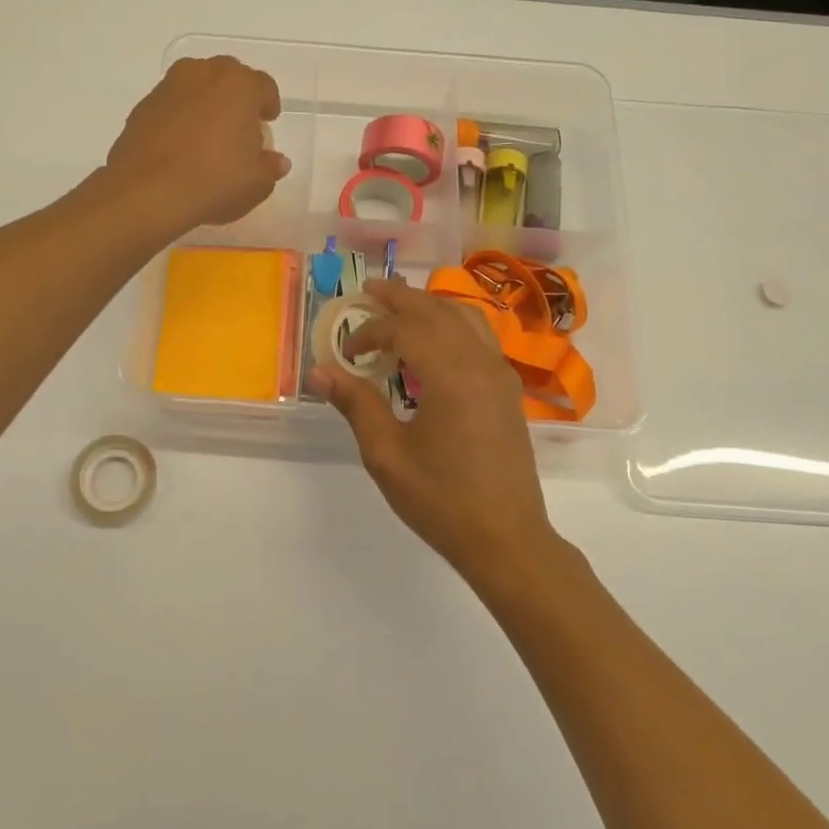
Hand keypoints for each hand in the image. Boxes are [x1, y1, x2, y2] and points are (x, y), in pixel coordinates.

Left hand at [105, 57, 289, 233]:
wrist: (147, 192)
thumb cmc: (214, 182)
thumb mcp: (256, 184)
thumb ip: (270, 167)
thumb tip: (276, 161)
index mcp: (239, 85)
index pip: (264, 86)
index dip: (269, 104)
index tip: (267, 121)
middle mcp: (203, 74)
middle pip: (228, 77)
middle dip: (237, 97)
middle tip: (239, 126)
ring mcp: (169, 87)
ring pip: (196, 86)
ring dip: (206, 102)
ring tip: (208, 135)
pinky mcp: (143, 106)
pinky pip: (171, 105)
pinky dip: (179, 117)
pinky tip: (180, 146)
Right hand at [311, 280, 560, 584]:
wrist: (507, 538)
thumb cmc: (441, 500)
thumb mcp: (387, 455)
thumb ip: (356, 405)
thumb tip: (320, 371)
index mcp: (451, 376)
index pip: (404, 329)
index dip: (370, 332)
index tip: (346, 351)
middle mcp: (480, 363)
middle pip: (436, 310)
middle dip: (400, 297)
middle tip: (368, 290)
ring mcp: (500, 374)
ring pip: (464, 317)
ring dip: (429, 305)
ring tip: (400, 306)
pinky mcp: (508, 389)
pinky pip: (479, 336)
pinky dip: (452, 323)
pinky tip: (435, 339)